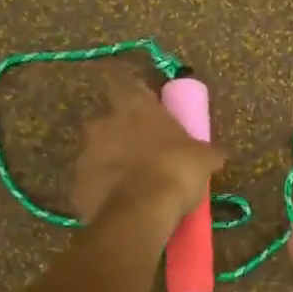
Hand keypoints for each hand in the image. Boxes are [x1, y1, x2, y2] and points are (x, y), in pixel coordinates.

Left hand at [71, 65, 223, 230]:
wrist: (140, 213)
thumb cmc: (175, 170)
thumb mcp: (203, 159)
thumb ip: (205, 151)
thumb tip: (216, 155)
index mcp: (132, 106)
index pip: (119, 78)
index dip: (127, 87)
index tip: (138, 99)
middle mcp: (102, 123)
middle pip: (106, 119)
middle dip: (119, 132)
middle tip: (142, 150)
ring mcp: (85, 155)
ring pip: (97, 153)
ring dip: (111, 163)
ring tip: (133, 184)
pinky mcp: (77, 186)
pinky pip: (92, 184)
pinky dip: (104, 191)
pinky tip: (122, 205)